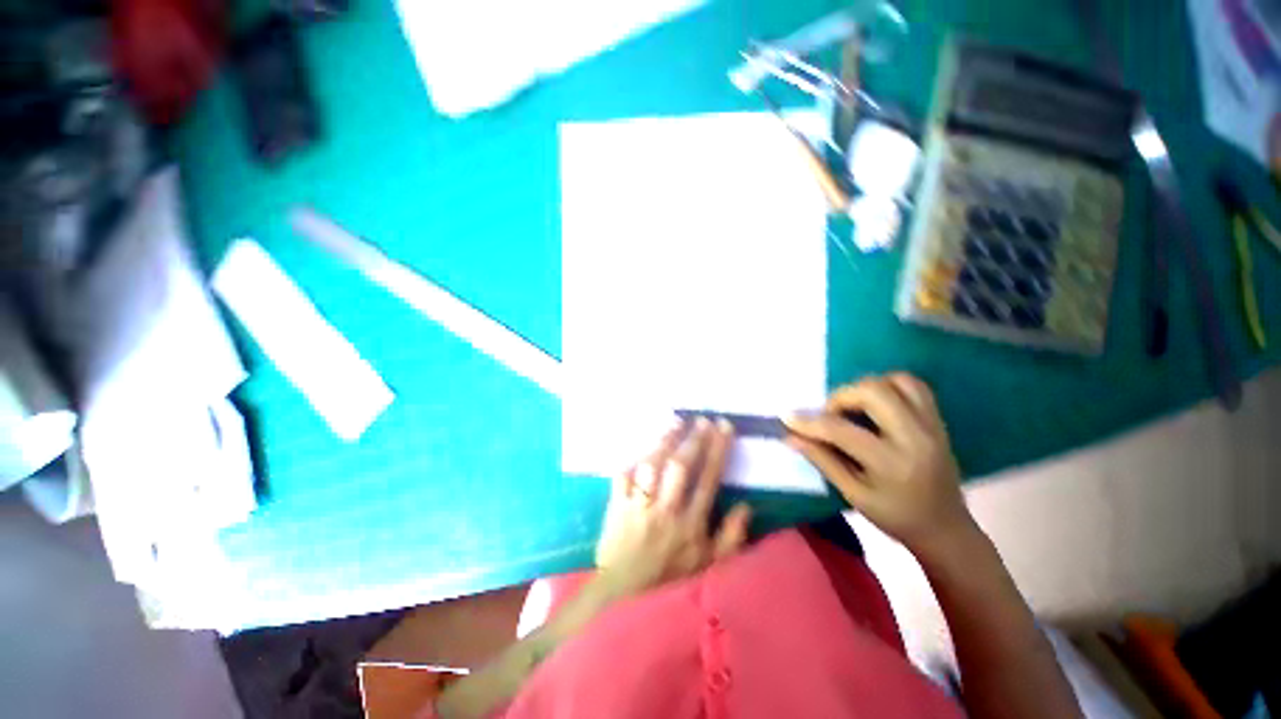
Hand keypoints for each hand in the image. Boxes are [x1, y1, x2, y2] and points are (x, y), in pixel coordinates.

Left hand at [594, 417, 752, 599]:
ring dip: (664, 441)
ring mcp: (638, 506)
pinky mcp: (616, 505)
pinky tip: (643, 443)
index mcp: (690, 524)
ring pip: (651, 465)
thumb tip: (747, 506)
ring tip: (676, 422)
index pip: (708, 479)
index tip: (724, 427)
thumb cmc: (671, 581)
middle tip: (702, 419)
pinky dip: (632, 458)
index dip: (717, 450)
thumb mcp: (710, 568)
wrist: (623, 598)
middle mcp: (665, 510)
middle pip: (680, 466)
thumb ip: (731, 538)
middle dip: (693, 439)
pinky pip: (623, 475)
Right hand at [783, 373, 976, 558]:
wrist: (945, 528)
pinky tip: (875, 404)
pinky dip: (889, 386)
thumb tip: (790, 436)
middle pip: (873, 391)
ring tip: (853, 407)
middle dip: (840, 397)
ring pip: (896, 381)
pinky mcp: (938, 420)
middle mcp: (915, 437)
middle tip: (829, 415)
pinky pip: (914, 385)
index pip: (841, 430)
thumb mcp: (853, 495)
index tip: (788, 417)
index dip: (809, 422)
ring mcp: (931, 425)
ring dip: (866, 387)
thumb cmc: (895, 516)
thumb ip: (821, 460)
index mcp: (891, 464)